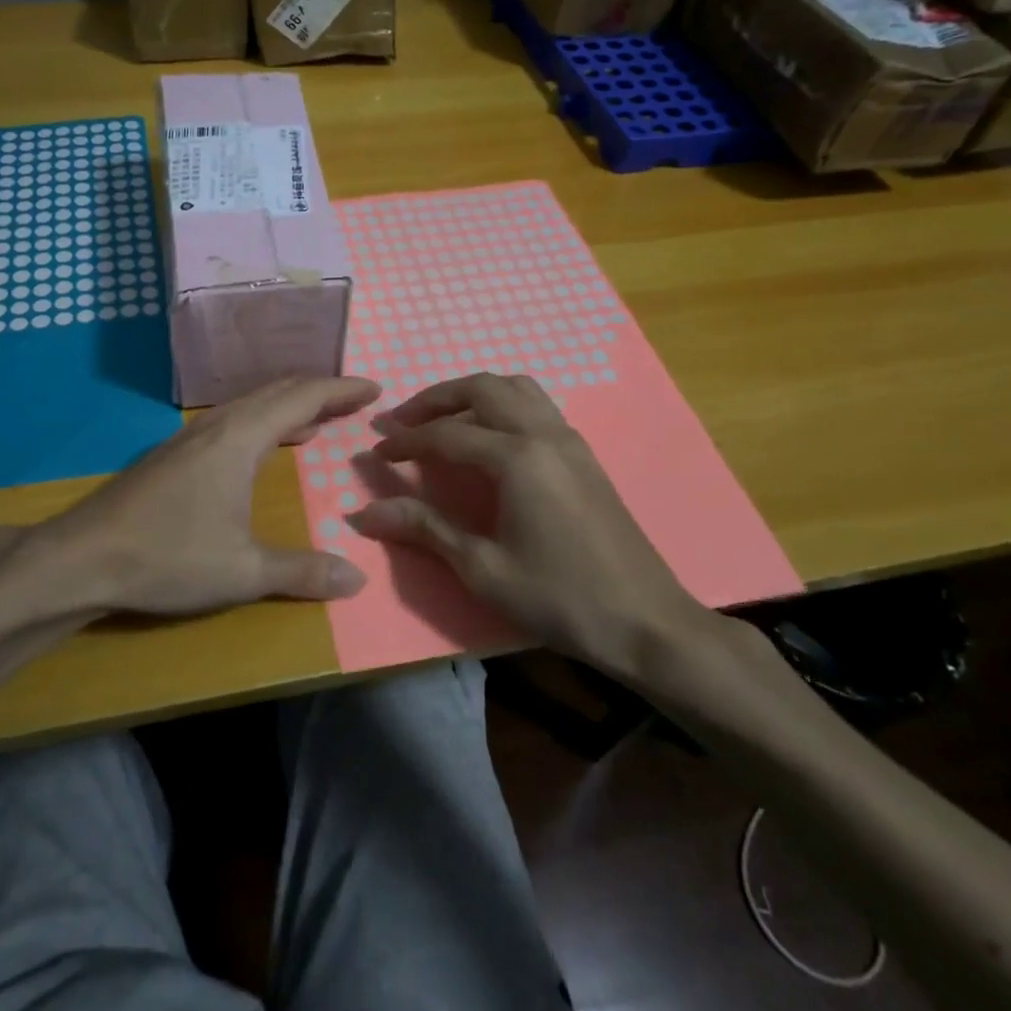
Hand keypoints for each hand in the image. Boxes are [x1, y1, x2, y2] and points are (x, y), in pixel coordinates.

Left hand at [22, 376, 380, 618]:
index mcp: (239, 438)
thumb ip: (301, 572)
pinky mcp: (170, 457)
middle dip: (318, 393)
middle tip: (353, 401)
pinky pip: (229, 423)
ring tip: (316, 421)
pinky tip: (258, 449)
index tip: (374, 389)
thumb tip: (357, 579)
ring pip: (249, 406)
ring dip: (286, 407)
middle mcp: (215, 427)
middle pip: (276, 393)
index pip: (302, 399)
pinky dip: (260, 423)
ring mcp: (187, 439)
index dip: (340, 390)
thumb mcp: (242, 571)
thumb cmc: (167, 557)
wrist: (80, 559)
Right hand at [346, 373, 709, 669]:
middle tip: (402, 420)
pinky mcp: (584, 454)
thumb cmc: (560, 598)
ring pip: (515, 388)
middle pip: (482, 388)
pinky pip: (536, 406)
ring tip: (443, 420)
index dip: (407, 441)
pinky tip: (488, 438)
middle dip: (436, 399)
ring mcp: (569, 440)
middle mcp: (544, 434)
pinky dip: (502, 405)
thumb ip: (425, 529)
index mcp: (517, 458)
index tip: (376, 452)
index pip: (447, 434)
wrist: (646, 622)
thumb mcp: (483, 569)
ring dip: (472, 394)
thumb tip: (364, 514)